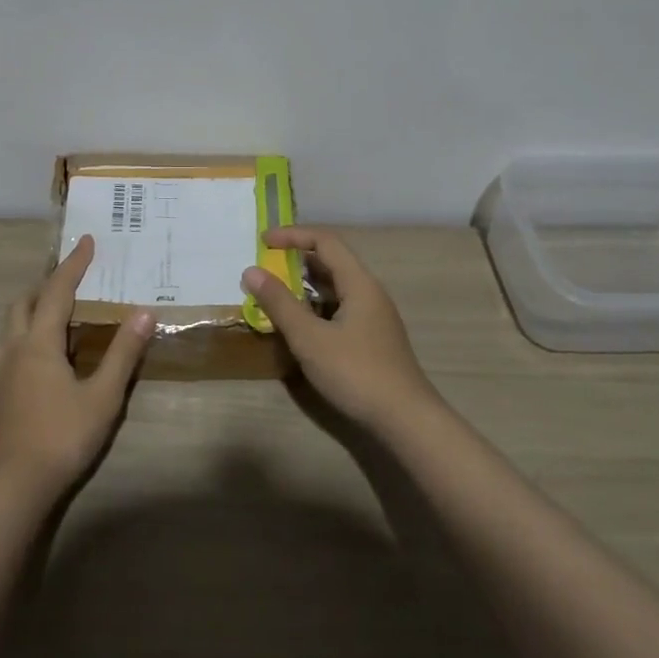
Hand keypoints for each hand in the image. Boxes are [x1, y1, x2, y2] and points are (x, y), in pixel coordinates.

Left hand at [0, 235, 153, 493]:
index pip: (58, 290)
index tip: (86, 242)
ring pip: (7, 326)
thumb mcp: (102, 396)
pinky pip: (1, 351)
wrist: (12, 489)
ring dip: (27, 311)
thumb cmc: (62, 437)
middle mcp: (14, 349)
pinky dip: (17, 338)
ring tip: (47, 315)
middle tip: (70, 280)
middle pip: (24, 303)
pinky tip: (29, 358)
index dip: (73, 265)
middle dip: (47, 285)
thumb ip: (123, 353)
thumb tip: (144, 312)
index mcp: (40, 342)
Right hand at [242, 226, 443, 432]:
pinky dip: (316, 306)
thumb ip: (279, 303)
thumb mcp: (310, 338)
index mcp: (358, 282)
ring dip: (305, 285)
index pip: (324, 241)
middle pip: (331, 261)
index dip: (293, 236)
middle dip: (297, 259)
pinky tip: (300, 325)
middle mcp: (369, 292)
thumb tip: (251, 271)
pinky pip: (339, 308)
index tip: (264, 242)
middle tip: (266, 267)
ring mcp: (373, 316)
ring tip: (276, 294)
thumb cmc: (356, 373)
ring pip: (335, 287)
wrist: (407, 421)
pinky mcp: (372, 339)